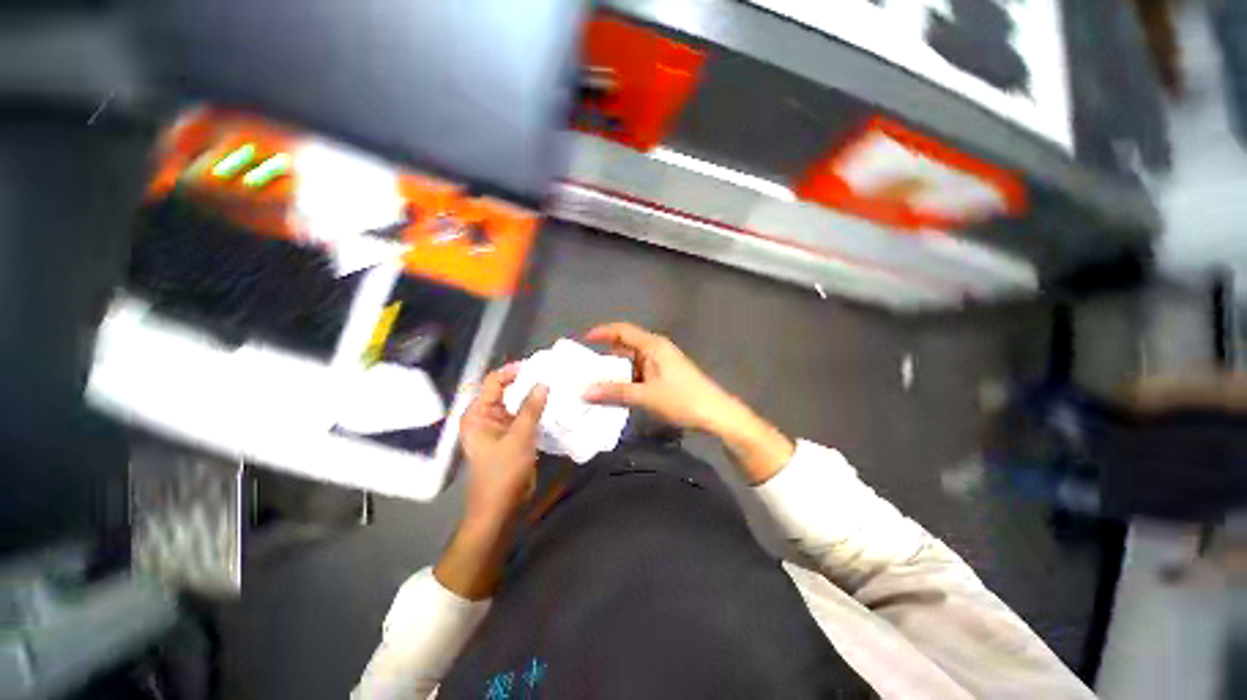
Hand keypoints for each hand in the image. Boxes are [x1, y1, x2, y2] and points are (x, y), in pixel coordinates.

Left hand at [437, 365, 547, 599]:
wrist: (500, 509)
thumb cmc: (503, 472)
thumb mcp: (519, 437)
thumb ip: (531, 408)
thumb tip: (543, 382)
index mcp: (477, 414)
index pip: (495, 381)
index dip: (514, 371)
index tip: (538, 366)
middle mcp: (485, 417)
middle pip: (506, 391)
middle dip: (527, 382)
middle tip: (551, 373)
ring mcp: (499, 427)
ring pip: (517, 403)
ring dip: (533, 396)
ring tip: (555, 386)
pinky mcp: (511, 437)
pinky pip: (523, 417)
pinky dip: (536, 411)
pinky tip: (553, 405)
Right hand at [581, 321, 742, 433]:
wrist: (716, 413)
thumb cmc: (682, 399)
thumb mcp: (646, 396)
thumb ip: (614, 392)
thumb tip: (583, 391)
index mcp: (653, 345)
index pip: (622, 330)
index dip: (602, 332)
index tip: (583, 341)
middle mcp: (657, 349)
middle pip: (626, 345)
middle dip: (606, 355)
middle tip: (585, 368)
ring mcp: (662, 362)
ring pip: (633, 360)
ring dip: (617, 370)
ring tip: (596, 382)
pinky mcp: (666, 375)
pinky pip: (640, 371)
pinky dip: (627, 378)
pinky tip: (618, 391)